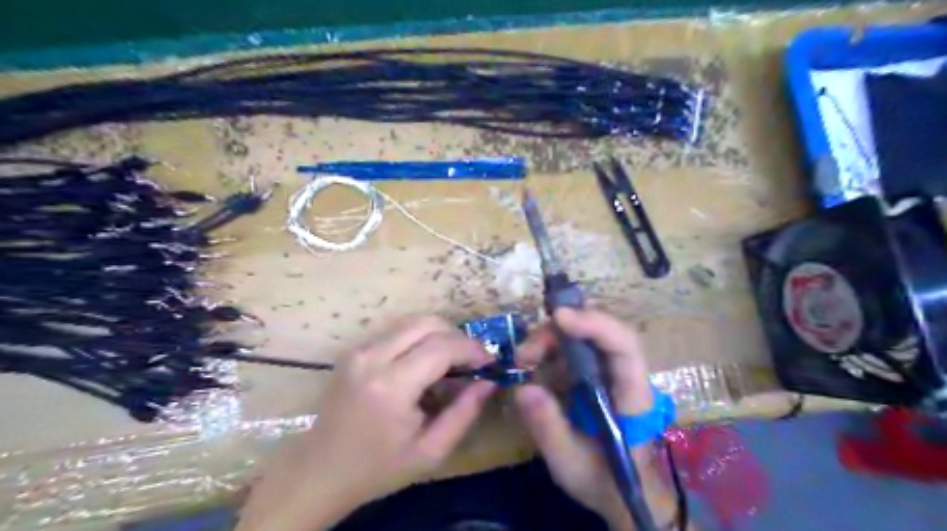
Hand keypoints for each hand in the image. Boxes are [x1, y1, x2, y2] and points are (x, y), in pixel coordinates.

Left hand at [238, 316, 494, 530]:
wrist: (319, 471)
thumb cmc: (377, 468)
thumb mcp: (430, 451)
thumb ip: (464, 413)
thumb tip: (489, 381)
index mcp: (391, 386)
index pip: (442, 346)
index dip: (472, 349)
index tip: (489, 361)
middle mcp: (372, 357)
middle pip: (427, 323)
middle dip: (457, 336)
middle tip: (471, 360)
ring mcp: (358, 349)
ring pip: (412, 321)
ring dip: (439, 334)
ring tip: (451, 360)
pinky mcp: (353, 350)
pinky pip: (396, 331)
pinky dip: (419, 338)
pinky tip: (424, 362)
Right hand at [510, 310, 672, 527]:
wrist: (619, 490)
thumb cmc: (603, 480)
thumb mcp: (570, 463)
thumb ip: (549, 428)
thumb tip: (523, 389)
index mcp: (632, 395)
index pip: (623, 346)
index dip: (595, 324)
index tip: (559, 318)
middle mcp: (624, 374)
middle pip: (599, 332)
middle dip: (559, 332)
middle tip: (524, 354)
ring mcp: (609, 371)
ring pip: (584, 335)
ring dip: (551, 338)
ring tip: (524, 360)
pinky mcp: (594, 373)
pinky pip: (574, 348)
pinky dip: (550, 348)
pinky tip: (532, 363)